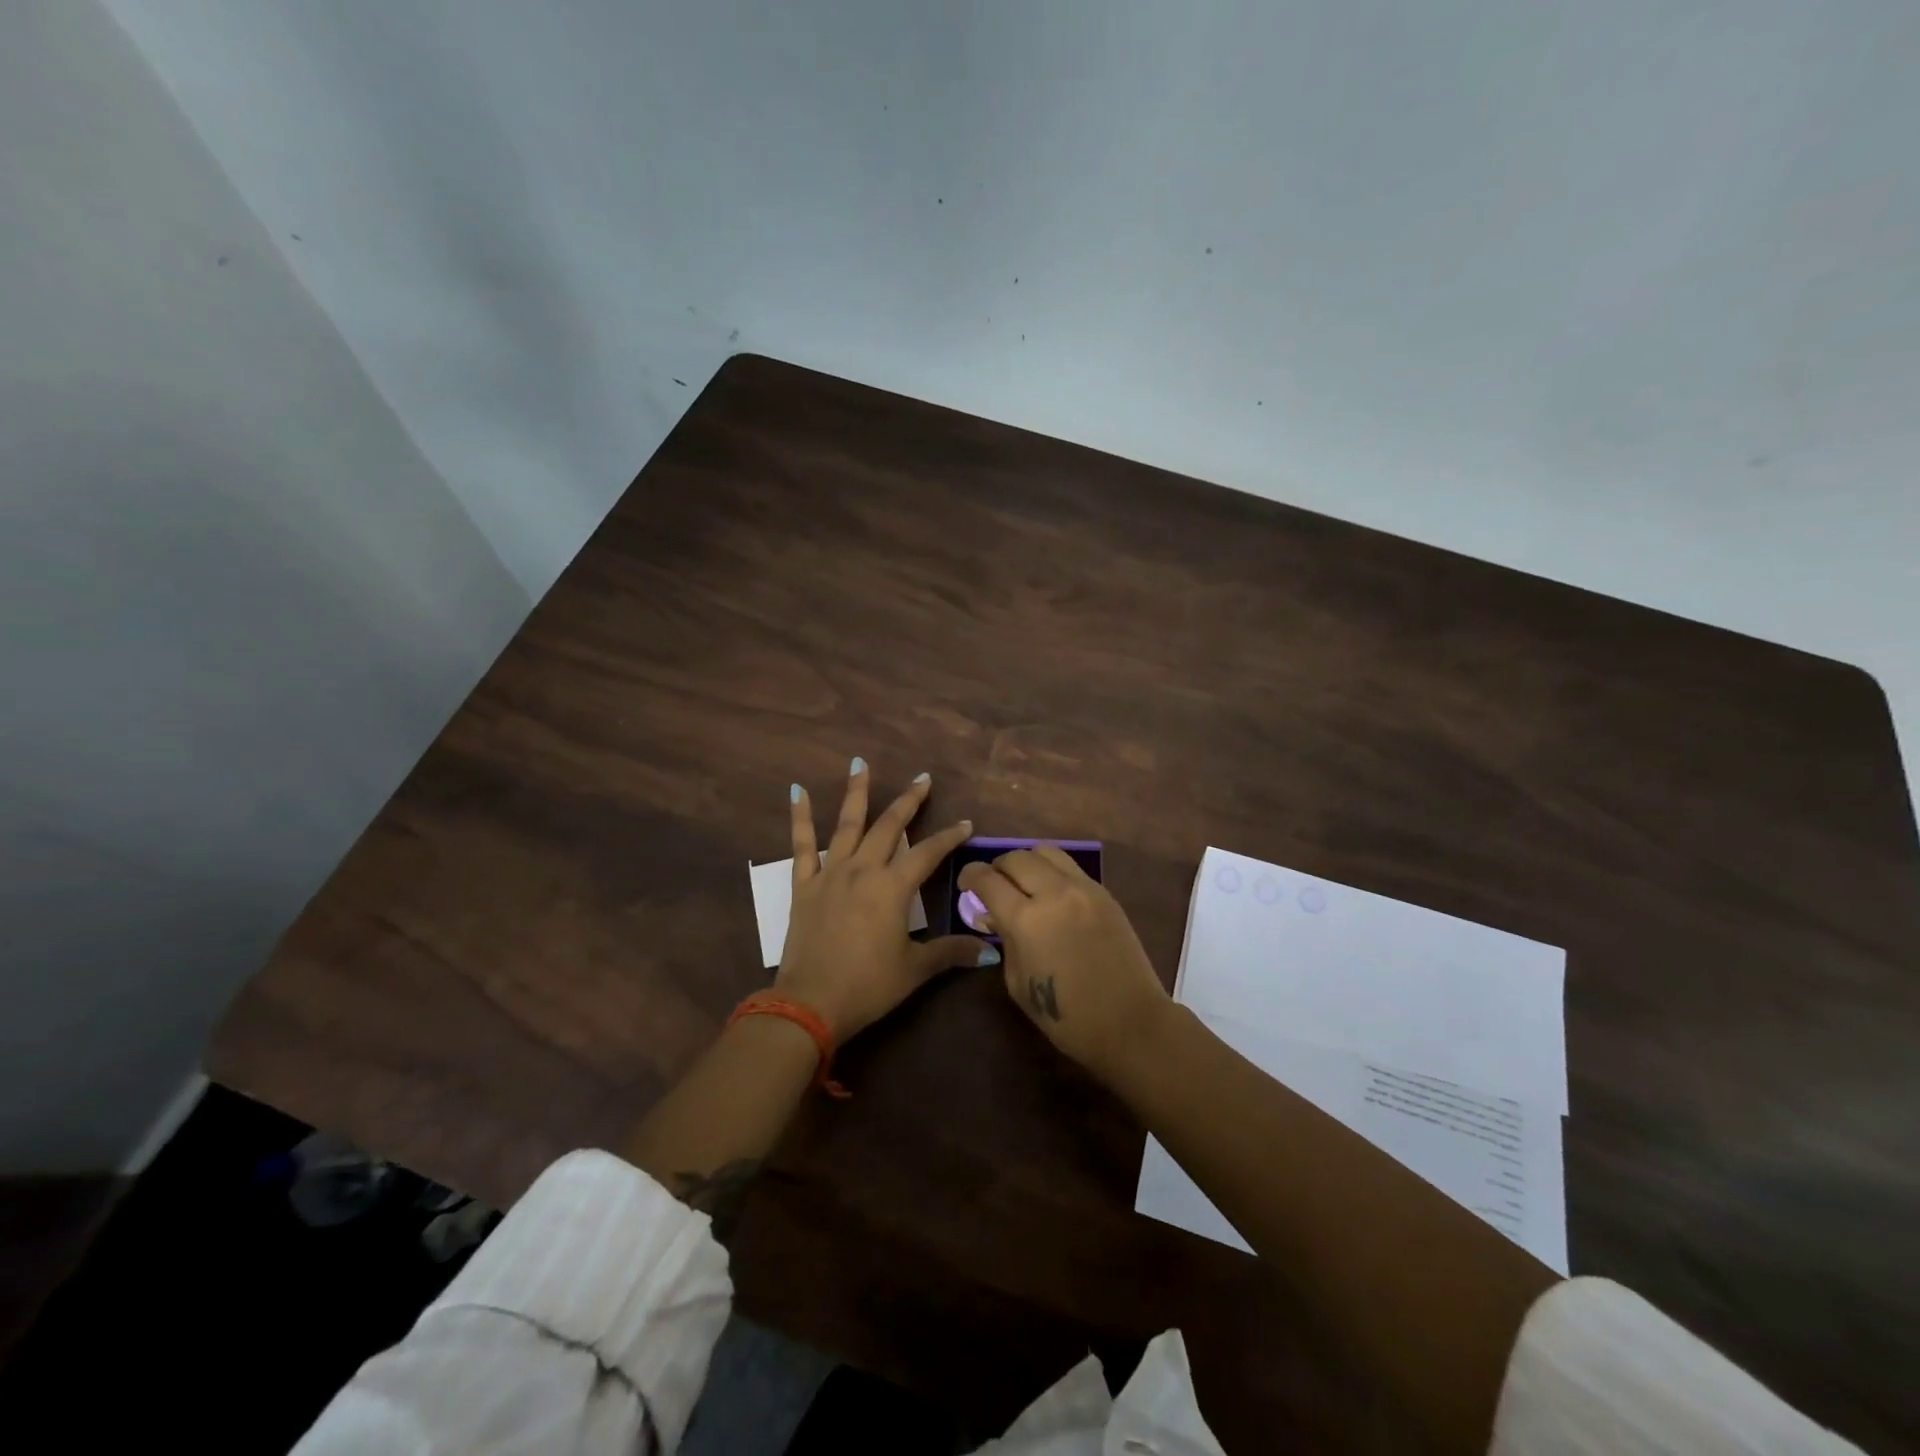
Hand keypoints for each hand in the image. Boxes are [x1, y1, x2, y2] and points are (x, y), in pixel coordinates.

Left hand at [778, 759, 990, 1042]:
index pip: (927, 853)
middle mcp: (863, 870)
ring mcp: (830, 874)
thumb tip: (989, 950)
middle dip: (908, 801)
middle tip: (922, 778)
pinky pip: (802, 845)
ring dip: (856, 793)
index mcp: (892, 888)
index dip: (949, 837)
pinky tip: (798, 790)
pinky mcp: (803, 885)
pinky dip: (800, 817)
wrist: (810, 1003)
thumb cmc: (868, 986)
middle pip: (889, 827)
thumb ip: (950, 952)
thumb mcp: (915, 969)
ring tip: (860, 763)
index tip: (965, 824)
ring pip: (847, 824)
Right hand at [957, 846, 1171, 1084]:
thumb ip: (1004, 940)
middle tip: (994, 885)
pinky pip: (1071, 868)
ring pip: (1046, 852)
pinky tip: (1052, 895)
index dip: (970, 876)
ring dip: (1027, 863)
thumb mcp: (1018, 982)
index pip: (988, 879)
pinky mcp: (1105, 893)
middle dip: (998, 867)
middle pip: (1016, 857)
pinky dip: (1053, 872)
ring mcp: (1084, 889)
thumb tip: (992, 915)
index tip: (966, 883)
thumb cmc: (1066, 1016)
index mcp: (1026, 919)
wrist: (1129, 1022)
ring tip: (1024, 884)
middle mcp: (1054, 893)